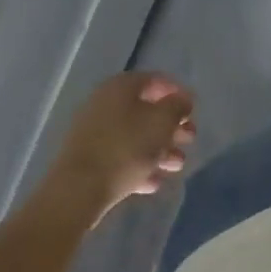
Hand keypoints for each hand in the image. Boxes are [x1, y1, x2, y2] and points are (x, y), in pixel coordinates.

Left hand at [42, 72, 196, 225]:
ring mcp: (94, 133)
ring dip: (160, 149)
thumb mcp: (161, 122)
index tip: (193, 111)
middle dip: (171, 126)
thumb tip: (183, 100)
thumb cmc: (125, 148)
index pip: (155, 80)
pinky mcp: (89, 160)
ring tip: (177, 166)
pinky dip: (139, 166)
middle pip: (146, 110)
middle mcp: (105, 103)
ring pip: (135, 136)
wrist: (77, 191)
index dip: (177, 92)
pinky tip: (154, 182)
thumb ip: (177, 106)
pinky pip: (120, 157)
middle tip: (189, 139)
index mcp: (120, 87)